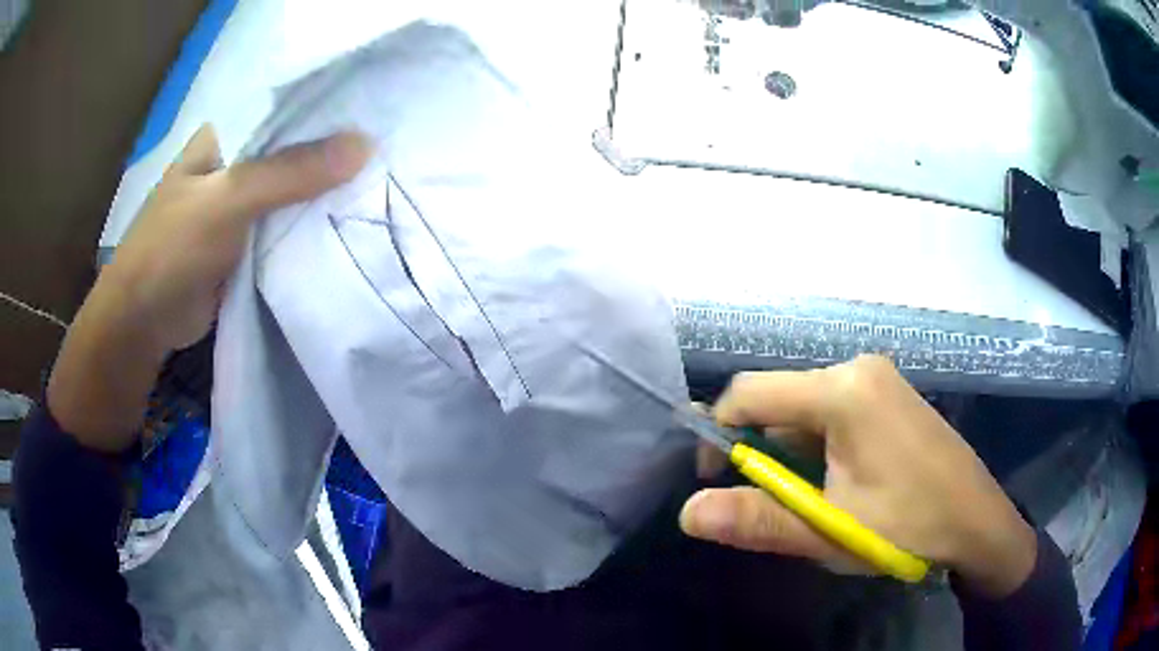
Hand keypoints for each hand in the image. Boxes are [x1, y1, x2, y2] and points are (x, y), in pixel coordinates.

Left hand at [48, 125, 370, 450]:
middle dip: (332, 157)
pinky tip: (348, 223)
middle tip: (389, 153)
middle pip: (292, 153)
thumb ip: (289, 172)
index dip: (328, 113)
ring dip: (324, 195)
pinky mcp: (245, 246)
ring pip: (291, 193)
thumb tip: (366, 145)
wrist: (144, 323)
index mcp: (225, 137)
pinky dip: (309, 229)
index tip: (378, 114)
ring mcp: (238, 209)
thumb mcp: (228, 200)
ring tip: (381, 184)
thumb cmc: (172, 248)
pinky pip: (285, 229)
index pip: (286, 111)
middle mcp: (233, 166)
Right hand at [679, 355, 1036, 597]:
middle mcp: (857, 368)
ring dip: (793, 455)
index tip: (715, 482)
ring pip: (806, 409)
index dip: (719, 436)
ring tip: (816, 501)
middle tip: (775, 506)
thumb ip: (757, 519)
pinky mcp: (889, 394)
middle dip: (763, 453)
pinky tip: (842, 483)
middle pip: (779, 401)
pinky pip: (834, 411)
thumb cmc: (907, 527)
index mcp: (842, 390)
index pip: (749, 393)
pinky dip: (819, 447)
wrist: (978, 524)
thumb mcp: (828, 530)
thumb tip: (687, 513)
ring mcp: (878, 378)